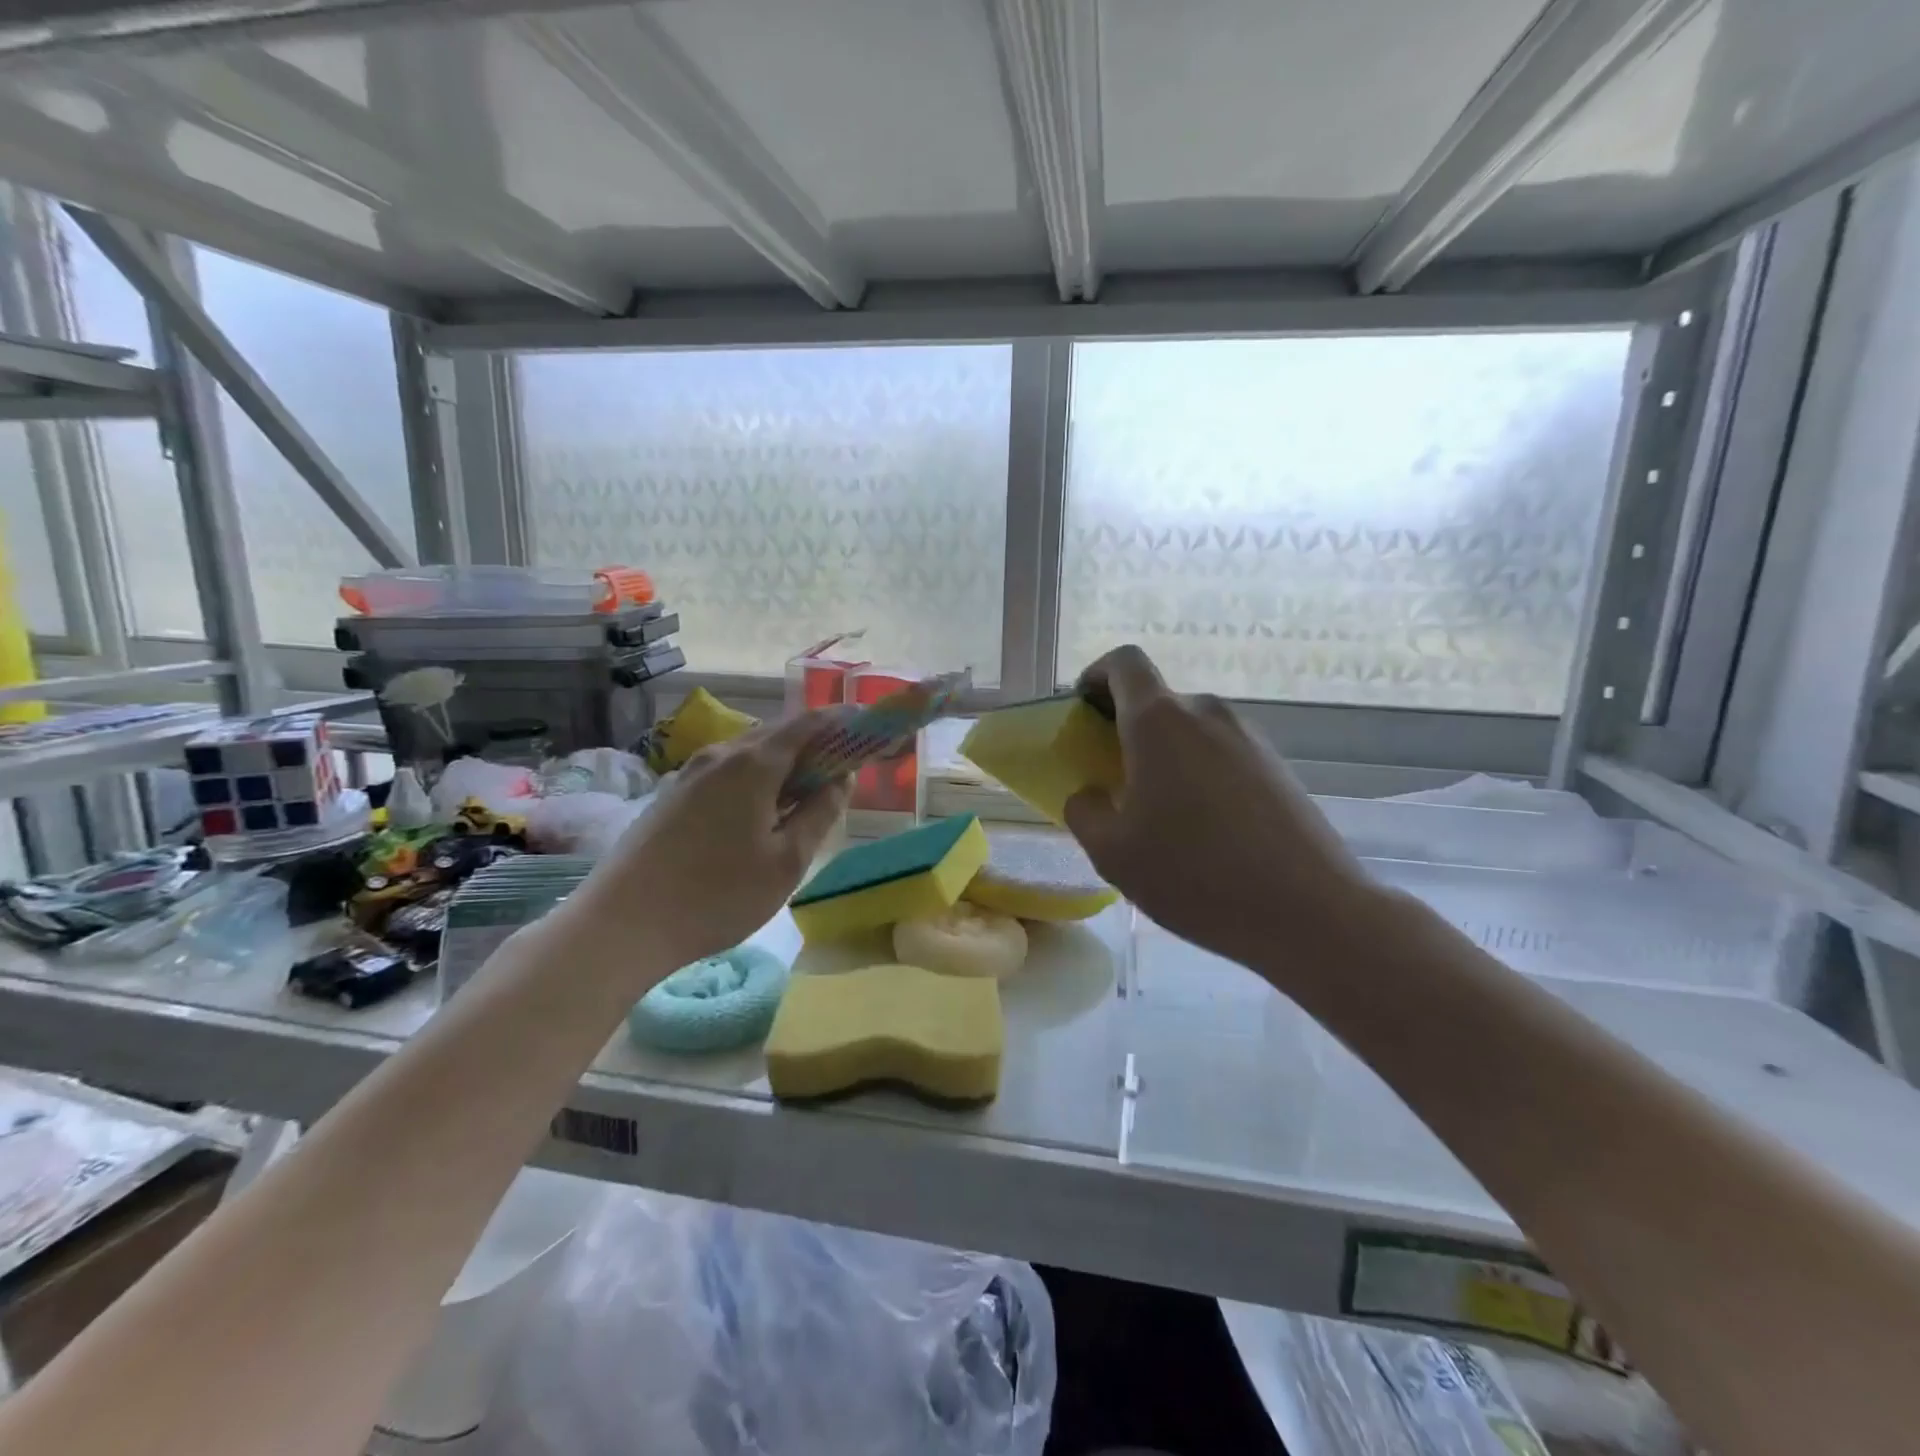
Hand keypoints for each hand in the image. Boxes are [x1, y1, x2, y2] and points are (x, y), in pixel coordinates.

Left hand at [573, 713, 849, 972]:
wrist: (621, 923)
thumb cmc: (717, 895)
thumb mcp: (787, 861)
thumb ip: (821, 813)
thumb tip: (842, 778)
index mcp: (754, 763)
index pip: (809, 724)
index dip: (843, 724)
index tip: (869, 734)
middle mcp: (720, 754)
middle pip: (778, 734)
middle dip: (815, 745)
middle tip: (843, 771)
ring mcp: (690, 773)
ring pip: (750, 754)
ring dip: (784, 765)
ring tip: (805, 796)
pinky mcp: (672, 794)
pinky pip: (727, 772)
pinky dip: (756, 779)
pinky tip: (760, 814)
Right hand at [1062, 646, 1383, 987]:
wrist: (1308, 911)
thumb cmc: (1194, 874)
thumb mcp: (1113, 853)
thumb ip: (1084, 811)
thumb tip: (1090, 794)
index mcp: (1159, 722)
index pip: (1124, 663)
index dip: (1096, 676)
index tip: (1083, 712)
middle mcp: (1207, 714)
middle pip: (1158, 701)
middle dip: (1127, 729)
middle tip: (1112, 779)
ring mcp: (1250, 739)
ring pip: (1191, 731)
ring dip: (1165, 756)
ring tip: (1160, 814)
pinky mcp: (1278, 768)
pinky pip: (1223, 754)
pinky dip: (1200, 774)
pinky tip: (1204, 830)